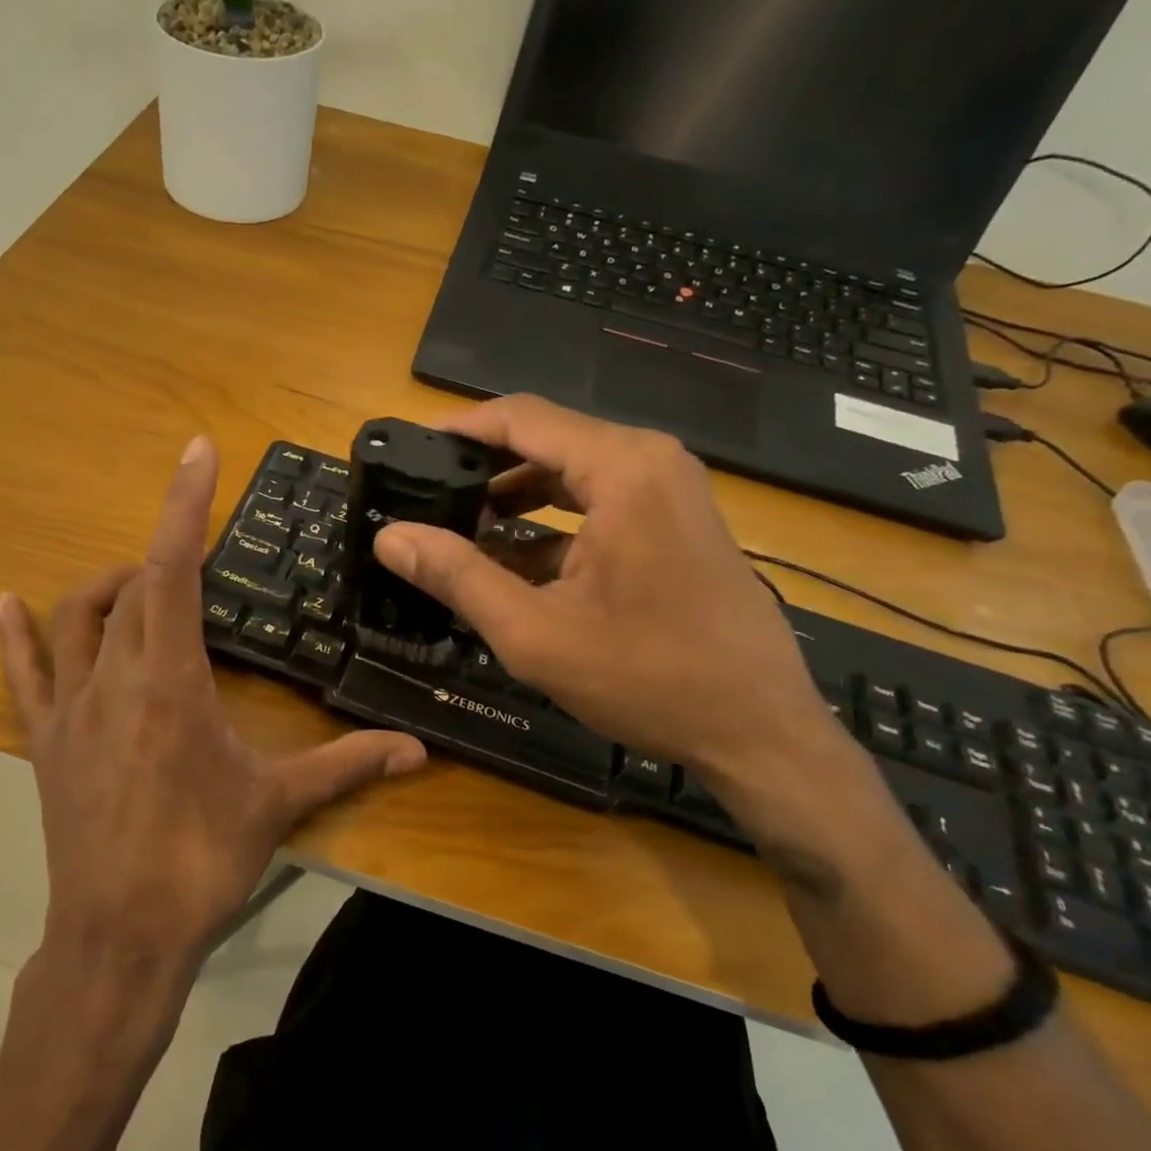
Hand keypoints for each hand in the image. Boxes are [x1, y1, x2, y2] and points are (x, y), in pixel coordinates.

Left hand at [0, 436, 425, 979]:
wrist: (120, 937)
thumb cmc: (200, 862)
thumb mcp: (277, 804)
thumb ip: (347, 765)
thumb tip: (418, 750)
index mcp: (171, 680)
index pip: (175, 569)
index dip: (185, 505)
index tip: (198, 452)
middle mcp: (114, 677)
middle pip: (132, 589)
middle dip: (165, 559)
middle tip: (200, 563)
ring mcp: (71, 707)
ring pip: (77, 618)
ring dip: (109, 587)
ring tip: (139, 584)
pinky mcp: (46, 741)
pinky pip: (24, 675)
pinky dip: (15, 635)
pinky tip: (6, 603)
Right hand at [372, 395, 859, 840]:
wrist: (760, 732)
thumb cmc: (649, 678)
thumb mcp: (534, 632)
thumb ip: (457, 576)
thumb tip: (390, 538)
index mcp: (622, 468)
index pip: (521, 418)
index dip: (458, 430)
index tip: (408, 451)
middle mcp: (650, 462)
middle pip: (545, 442)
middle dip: (480, 470)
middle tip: (422, 499)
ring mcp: (669, 492)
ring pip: (569, 475)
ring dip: (512, 500)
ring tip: (455, 533)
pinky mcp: (675, 524)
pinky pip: (597, 505)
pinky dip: (549, 526)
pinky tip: (507, 564)